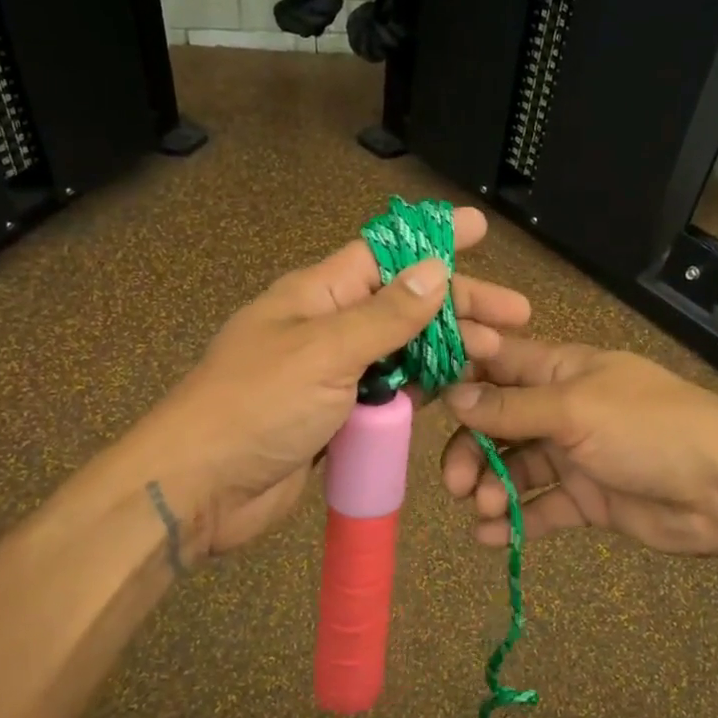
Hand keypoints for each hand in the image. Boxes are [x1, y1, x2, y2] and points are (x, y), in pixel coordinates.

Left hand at [139, 207, 529, 559]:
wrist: (201, 488)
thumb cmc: (257, 406)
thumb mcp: (324, 351)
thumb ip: (385, 315)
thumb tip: (436, 269)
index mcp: (317, 294)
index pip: (385, 252)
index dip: (433, 239)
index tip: (480, 229)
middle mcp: (329, 327)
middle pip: (404, 303)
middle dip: (459, 305)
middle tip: (516, 315)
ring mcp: (335, 374)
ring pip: (403, 351)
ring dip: (448, 350)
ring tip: (497, 355)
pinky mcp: (340, 417)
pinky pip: (390, 394)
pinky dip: (422, 389)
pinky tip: (457, 389)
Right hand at [440, 337, 717, 556]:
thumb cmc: (649, 429)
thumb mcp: (575, 410)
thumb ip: (512, 407)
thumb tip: (453, 396)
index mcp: (561, 371)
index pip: (497, 363)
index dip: (460, 377)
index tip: (423, 403)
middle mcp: (562, 408)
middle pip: (498, 422)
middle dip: (471, 449)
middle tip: (456, 484)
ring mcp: (575, 454)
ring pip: (515, 467)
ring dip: (491, 487)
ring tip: (484, 510)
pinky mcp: (588, 498)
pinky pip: (541, 505)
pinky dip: (515, 520)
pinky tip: (492, 536)